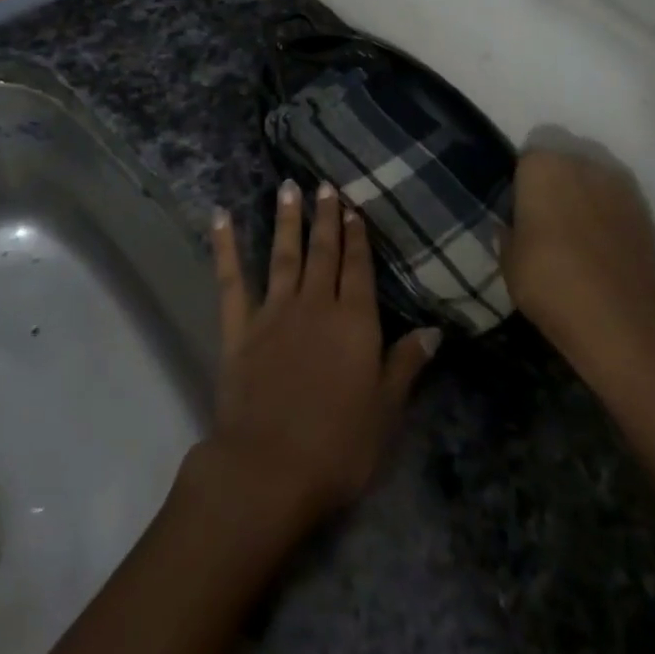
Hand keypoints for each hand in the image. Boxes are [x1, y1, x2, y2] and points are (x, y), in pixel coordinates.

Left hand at [196, 180, 440, 534]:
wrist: (269, 468)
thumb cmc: (338, 447)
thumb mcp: (386, 412)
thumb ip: (406, 365)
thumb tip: (434, 331)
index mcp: (354, 322)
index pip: (358, 268)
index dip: (357, 237)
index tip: (353, 208)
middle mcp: (315, 305)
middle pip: (323, 253)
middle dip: (326, 218)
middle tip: (324, 185)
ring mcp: (273, 312)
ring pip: (284, 254)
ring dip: (287, 220)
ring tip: (288, 187)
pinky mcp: (239, 328)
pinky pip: (231, 280)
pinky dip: (225, 247)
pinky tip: (220, 218)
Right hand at [503, 148, 654, 391]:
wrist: (620, 321)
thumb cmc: (549, 282)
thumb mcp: (509, 262)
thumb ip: (507, 234)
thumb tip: (508, 226)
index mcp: (541, 167)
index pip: (524, 162)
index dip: (520, 186)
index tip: (518, 212)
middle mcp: (581, 164)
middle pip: (561, 167)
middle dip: (553, 187)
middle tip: (544, 223)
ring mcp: (617, 185)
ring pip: (590, 184)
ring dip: (582, 201)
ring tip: (575, 237)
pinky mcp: (644, 211)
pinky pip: (614, 205)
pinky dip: (606, 218)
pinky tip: (600, 248)